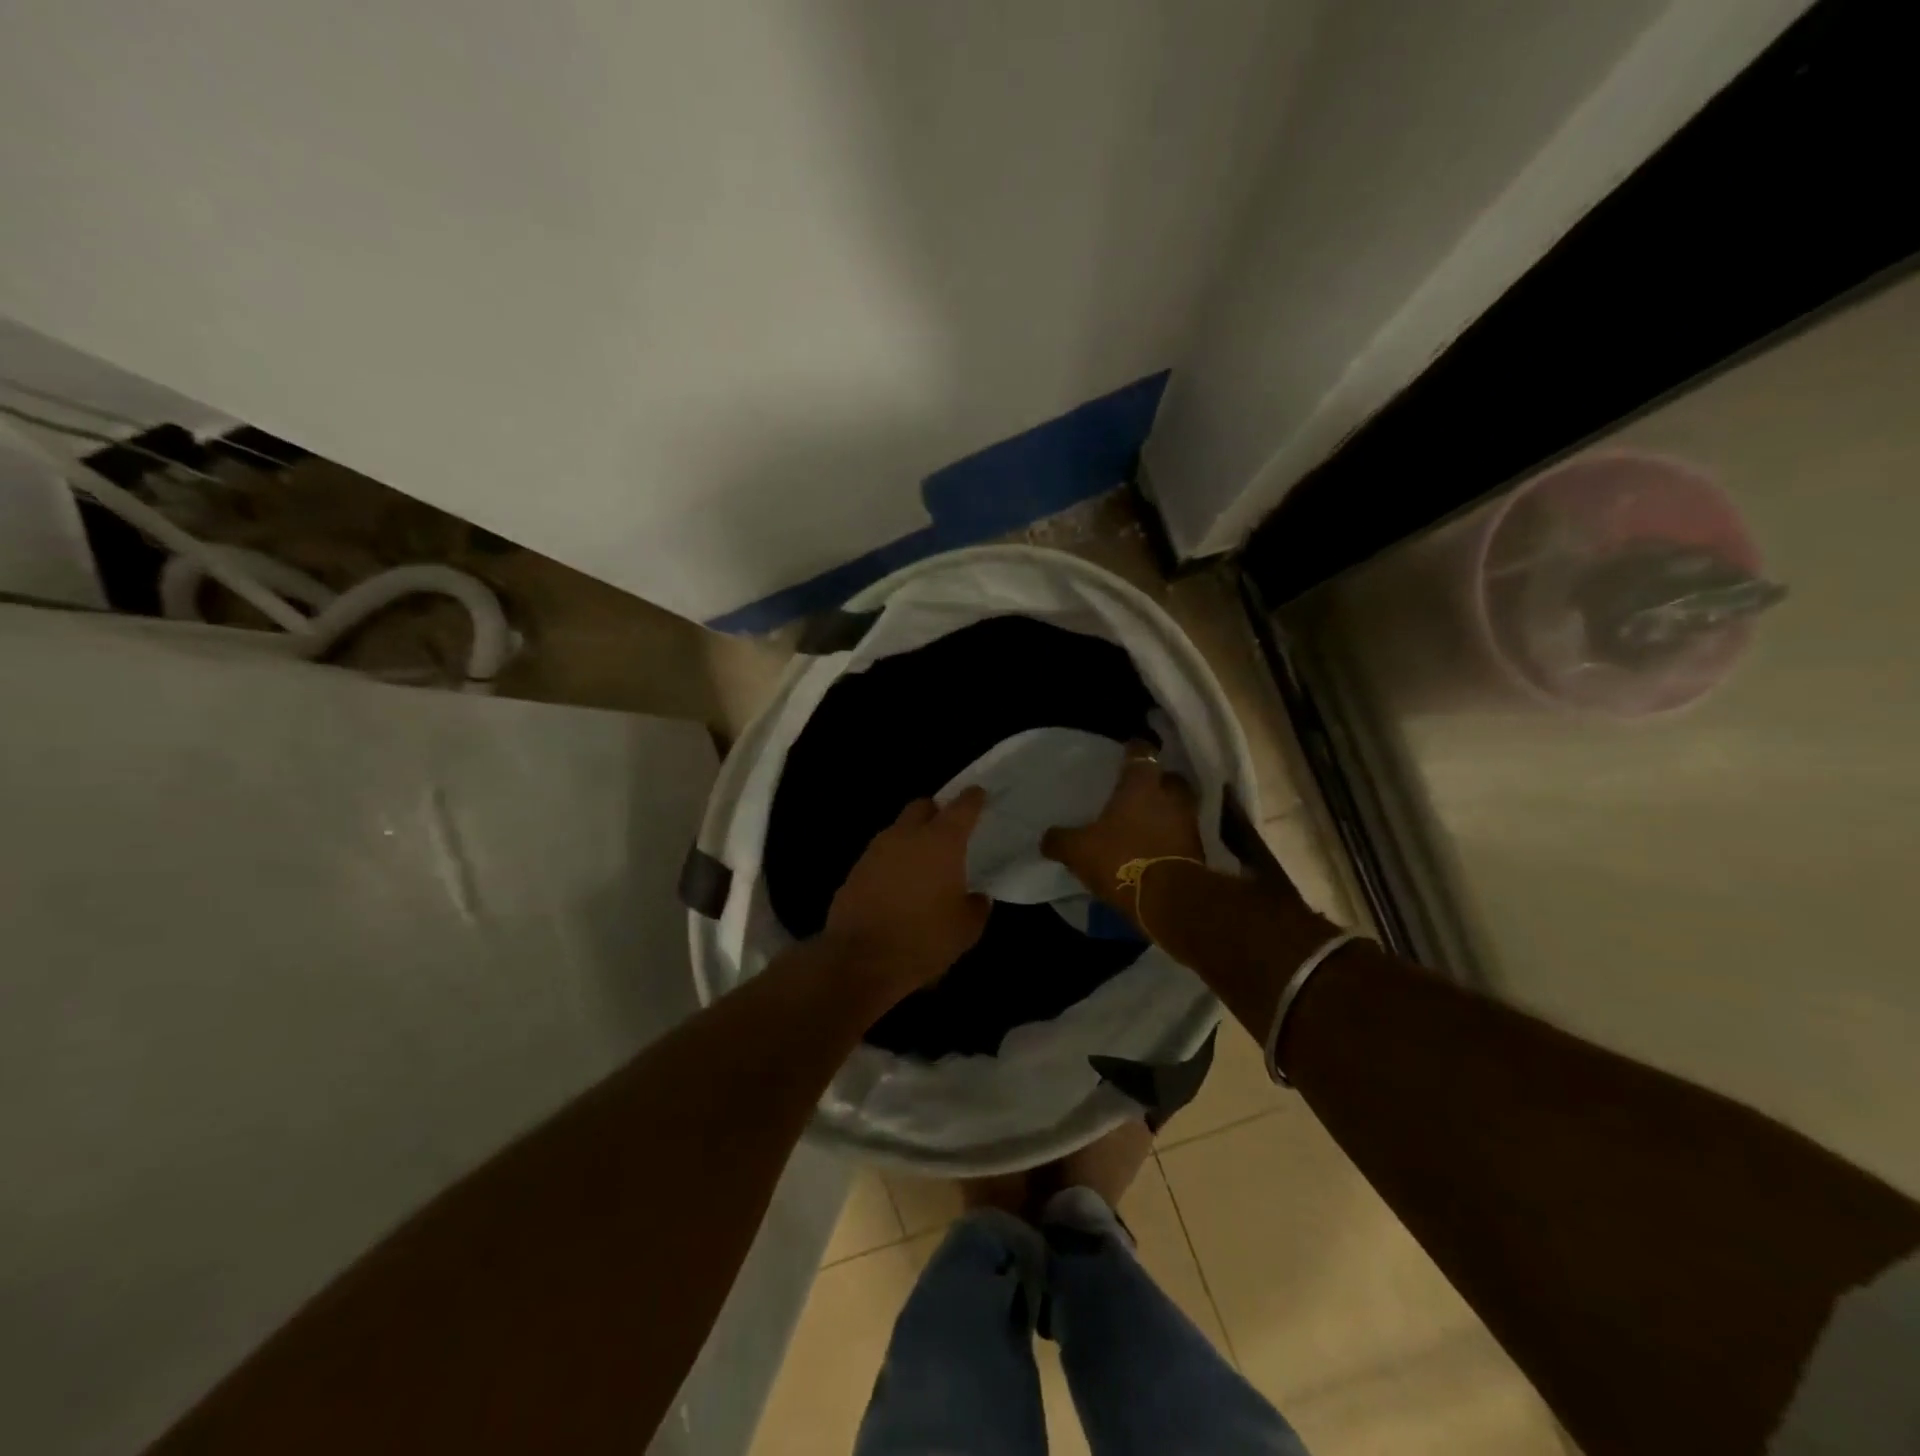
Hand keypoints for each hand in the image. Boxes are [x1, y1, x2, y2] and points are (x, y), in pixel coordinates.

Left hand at [824, 787, 991, 1002]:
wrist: (860, 960)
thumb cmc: (922, 940)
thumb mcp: (965, 931)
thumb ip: (976, 907)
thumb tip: (977, 897)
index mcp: (941, 842)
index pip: (962, 807)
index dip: (973, 799)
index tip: (978, 794)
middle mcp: (906, 835)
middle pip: (922, 806)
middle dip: (935, 811)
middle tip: (947, 830)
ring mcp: (875, 851)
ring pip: (897, 830)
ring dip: (911, 838)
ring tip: (922, 863)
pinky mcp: (854, 870)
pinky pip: (880, 856)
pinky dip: (892, 863)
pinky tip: (898, 886)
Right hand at [1041, 743, 1205, 921]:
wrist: (1170, 899)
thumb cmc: (1122, 859)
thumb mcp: (1079, 850)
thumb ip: (1061, 840)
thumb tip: (1046, 838)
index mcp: (1141, 786)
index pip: (1141, 754)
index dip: (1135, 749)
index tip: (1128, 749)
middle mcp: (1170, 798)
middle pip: (1170, 779)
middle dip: (1158, 782)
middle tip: (1141, 790)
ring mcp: (1188, 824)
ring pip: (1179, 808)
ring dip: (1166, 812)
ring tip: (1147, 822)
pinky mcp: (1198, 852)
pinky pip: (1182, 836)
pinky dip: (1171, 838)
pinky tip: (1155, 848)